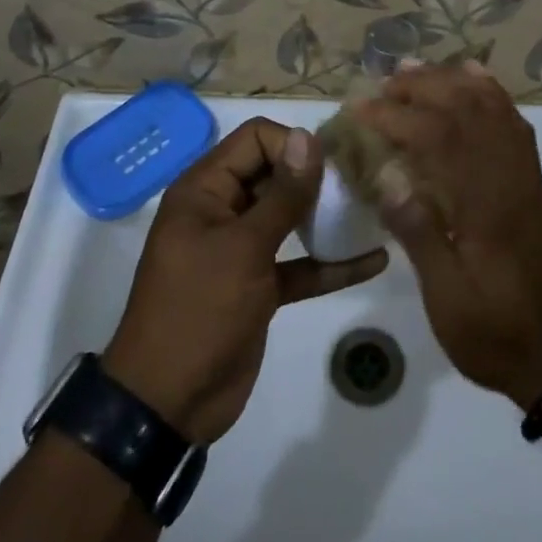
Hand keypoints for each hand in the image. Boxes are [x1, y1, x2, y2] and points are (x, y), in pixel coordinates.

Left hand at [104, 119, 386, 444]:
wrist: (168, 405)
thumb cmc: (199, 311)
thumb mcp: (243, 249)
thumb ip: (282, 195)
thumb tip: (307, 137)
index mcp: (205, 190)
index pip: (255, 139)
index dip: (292, 144)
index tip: (330, 165)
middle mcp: (223, 210)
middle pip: (275, 173)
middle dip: (316, 177)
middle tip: (361, 183)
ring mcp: (242, 249)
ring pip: (290, 218)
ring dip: (327, 216)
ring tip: (372, 209)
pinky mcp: (260, 286)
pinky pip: (300, 264)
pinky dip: (330, 263)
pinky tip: (374, 260)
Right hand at [361, 65, 541, 406]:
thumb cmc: (494, 332)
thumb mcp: (447, 297)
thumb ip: (420, 234)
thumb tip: (386, 179)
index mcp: (483, 203)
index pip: (436, 138)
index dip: (395, 117)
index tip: (360, 109)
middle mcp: (507, 176)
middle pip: (466, 109)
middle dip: (421, 87)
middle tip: (382, 84)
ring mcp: (524, 175)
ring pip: (491, 107)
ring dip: (452, 81)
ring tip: (416, 69)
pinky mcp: (531, 182)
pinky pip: (514, 122)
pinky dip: (491, 92)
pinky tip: (473, 78)